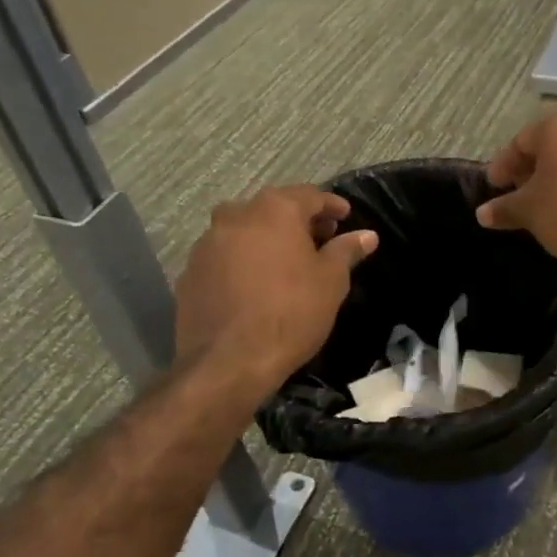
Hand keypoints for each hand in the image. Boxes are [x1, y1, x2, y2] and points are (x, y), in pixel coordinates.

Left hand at [174, 185, 377, 387]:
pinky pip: (224, 256)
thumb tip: (367, 235)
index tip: (346, 216)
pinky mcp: (190, 273)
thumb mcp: (331, 281)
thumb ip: (346, 250)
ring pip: (244, 230)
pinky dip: (243, 261)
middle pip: (273, 208)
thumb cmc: (291, 313)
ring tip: (287, 261)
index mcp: (274, 210)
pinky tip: (256, 284)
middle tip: (320, 238)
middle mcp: (236, 216)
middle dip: (298, 220)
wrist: (228, 362)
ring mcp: (207, 244)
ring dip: (267, 239)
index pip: (309, 195)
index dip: (331, 205)